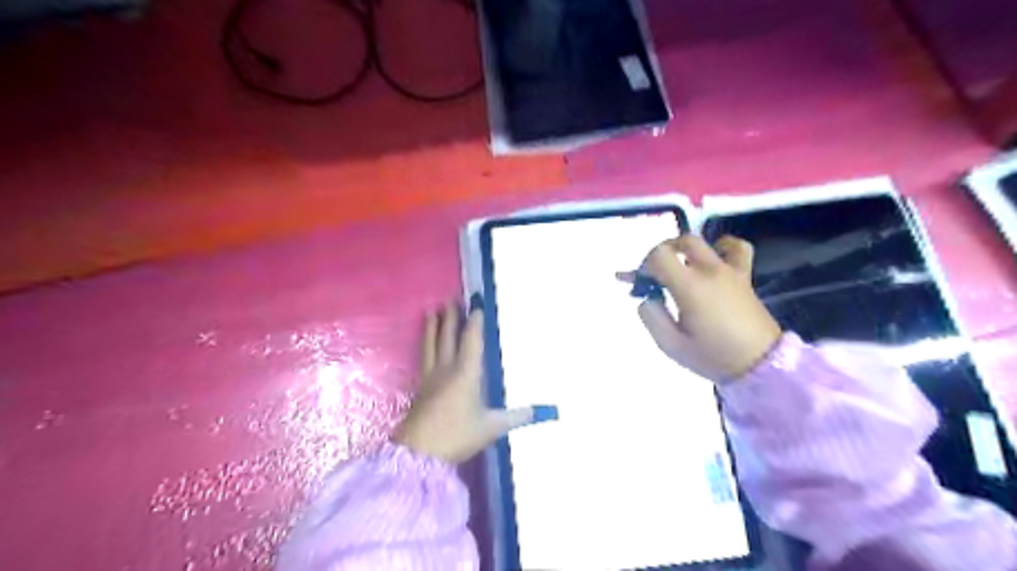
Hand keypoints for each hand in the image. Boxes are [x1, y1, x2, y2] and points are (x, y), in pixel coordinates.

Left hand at [395, 299, 554, 463]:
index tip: (477, 306)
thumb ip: (517, 417)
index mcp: (467, 372)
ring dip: (432, 327)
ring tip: (431, 311)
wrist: (419, 453)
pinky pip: (423, 358)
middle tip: (450, 300)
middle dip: (450, 318)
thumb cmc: (457, 435)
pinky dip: (424, 345)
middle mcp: (447, 369)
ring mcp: (430, 377)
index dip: (475, 322)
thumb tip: (544, 412)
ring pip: (431, 345)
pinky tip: (423, 345)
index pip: (471, 340)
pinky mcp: (420, 387)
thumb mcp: (492, 427)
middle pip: (447, 337)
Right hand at [616, 235, 779, 380]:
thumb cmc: (713, 356)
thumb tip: (648, 298)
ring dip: (686, 248)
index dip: (644, 266)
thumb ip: (652, 317)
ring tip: (680, 265)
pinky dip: (723, 246)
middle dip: (662, 253)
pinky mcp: (744, 277)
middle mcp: (710, 271)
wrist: (760, 365)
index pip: (659, 255)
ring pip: (705, 242)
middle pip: (680, 242)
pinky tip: (715, 256)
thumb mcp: (671, 345)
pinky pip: (737, 248)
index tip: (642, 284)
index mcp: (689, 287)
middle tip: (655, 275)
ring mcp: (730, 271)